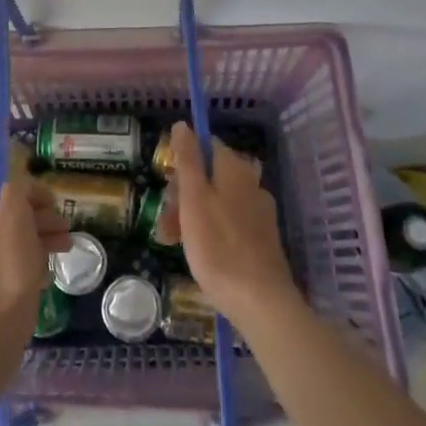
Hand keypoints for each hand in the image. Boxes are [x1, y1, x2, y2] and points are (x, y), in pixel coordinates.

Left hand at [0, 179, 70, 341]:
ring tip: (66, 248)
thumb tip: (22, 183)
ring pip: (14, 241)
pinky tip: (47, 273)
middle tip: (65, 227)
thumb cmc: (6, 266)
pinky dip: (31, 264)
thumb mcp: (14, 214)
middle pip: (11, 215)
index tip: (53, 202)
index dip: (30, 191)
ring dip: (41, 239)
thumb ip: (17, 189)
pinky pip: (12, 267)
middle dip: (41, 217)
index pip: (3, 189)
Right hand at [160, 121, 299, 323]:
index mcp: (235, 169)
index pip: (206, 145)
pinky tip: (197, 254)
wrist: (259, 300)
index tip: (167, 183)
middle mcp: (251, 183)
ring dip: (191, 215)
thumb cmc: (218, 246)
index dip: (183, 159)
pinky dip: (209, 231)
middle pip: (209, 175)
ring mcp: (258, 212)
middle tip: (165, 222)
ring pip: (216, 201)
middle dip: (183, 193)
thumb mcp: (193, 198)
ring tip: (172, 242)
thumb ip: (188, 159)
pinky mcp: (261, 238)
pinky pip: (228, 222)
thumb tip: (183, 124)